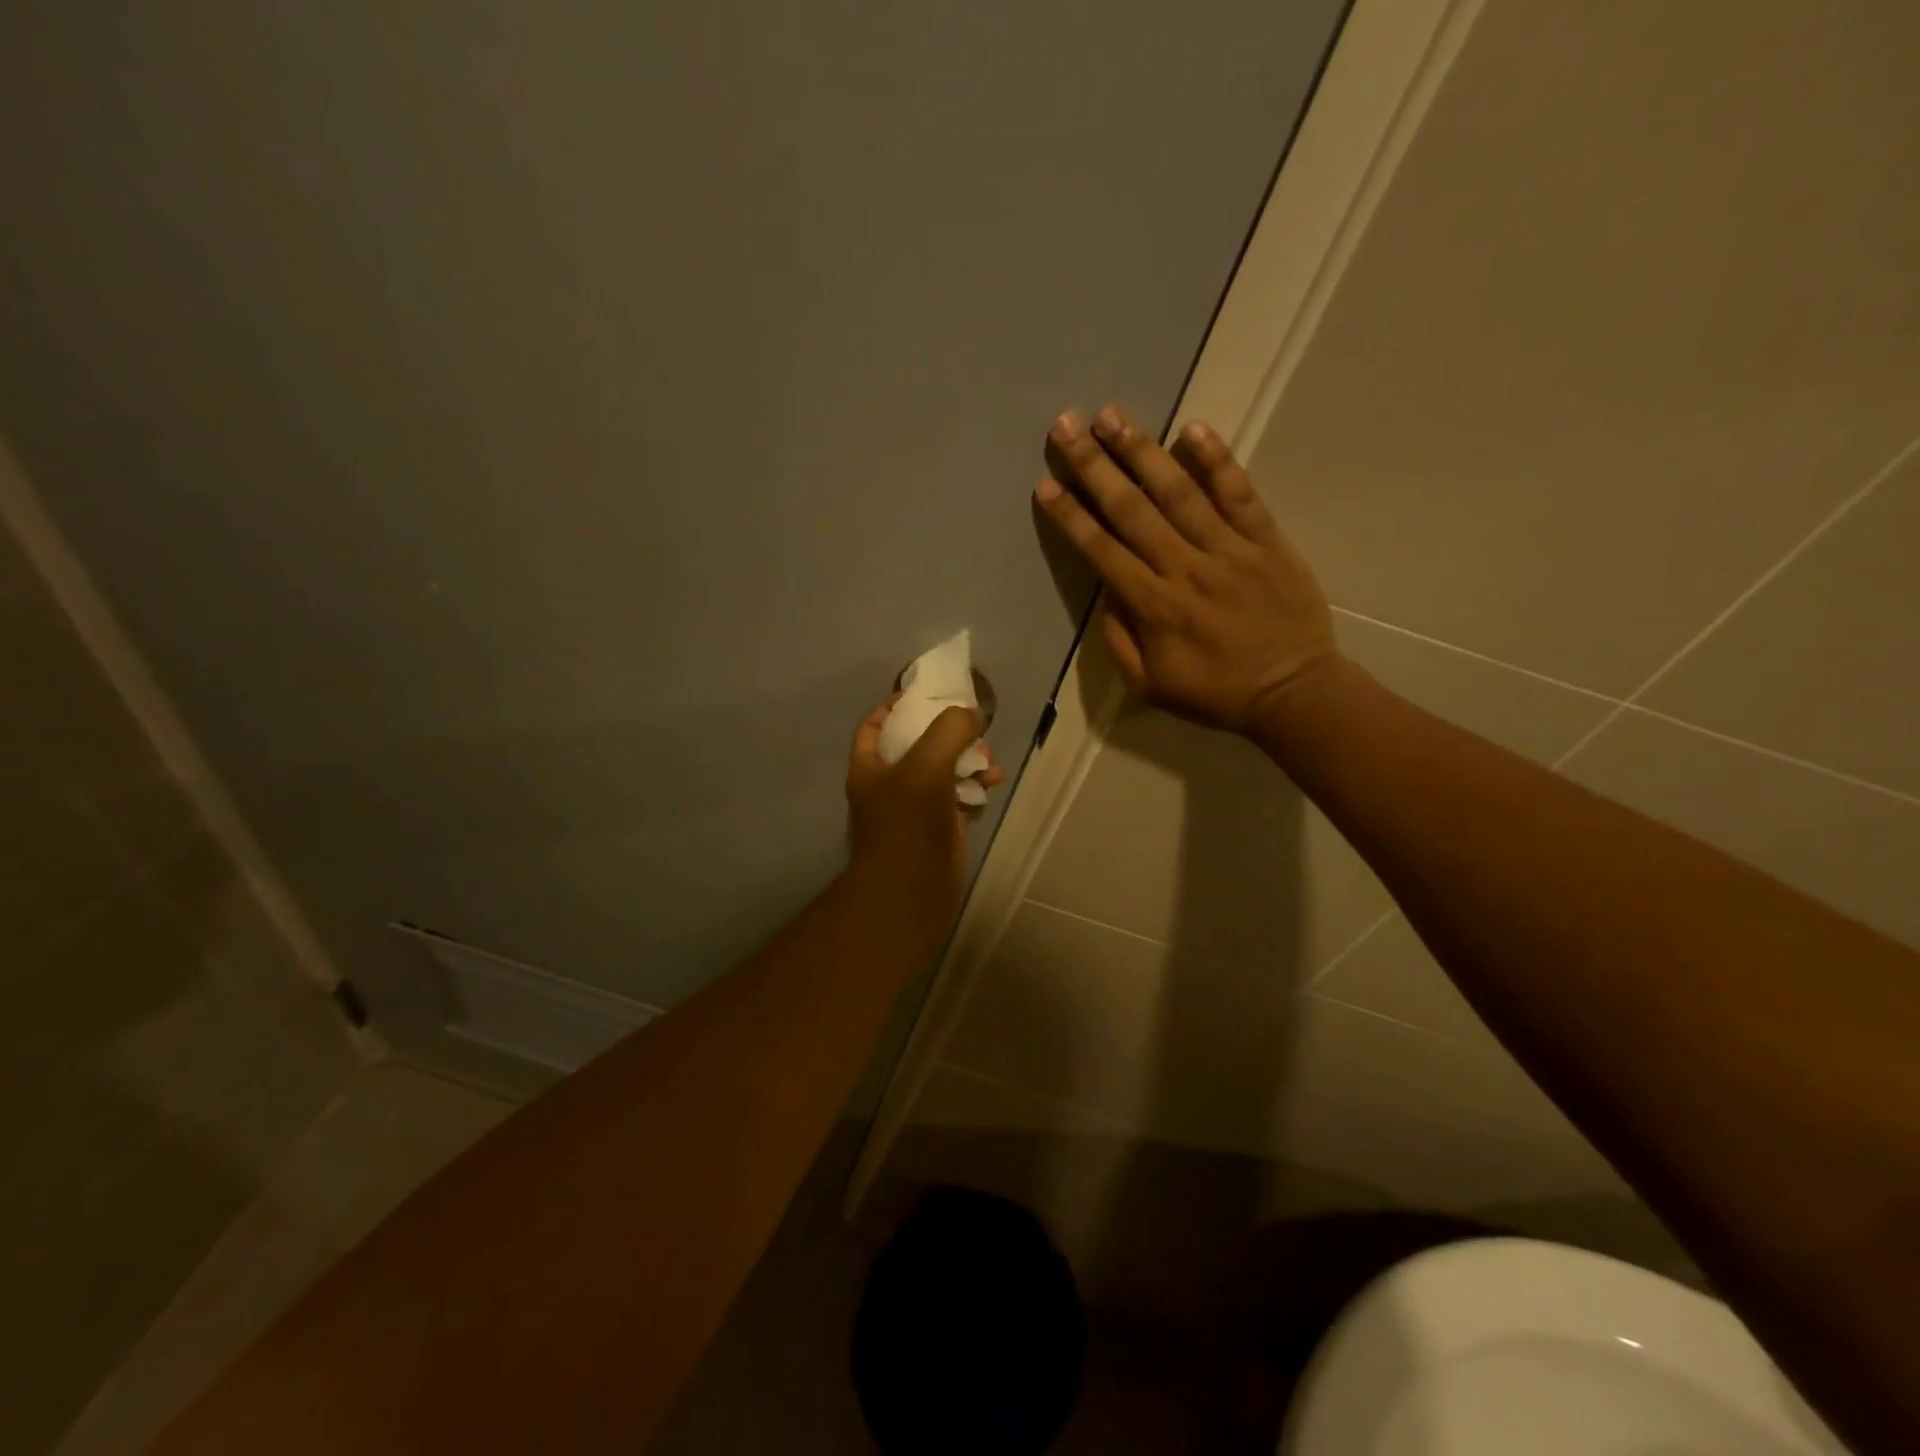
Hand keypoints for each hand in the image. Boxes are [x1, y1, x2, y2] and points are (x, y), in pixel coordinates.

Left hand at [846, 698, 1001, 913]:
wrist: (910, 893)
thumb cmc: (908, 824)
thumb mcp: (926, 764)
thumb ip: (950, 730)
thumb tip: (973, 715)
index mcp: (870, 766)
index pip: (876, 724)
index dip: (896, 705)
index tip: (926, 694)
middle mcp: (889, 784)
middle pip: (916, 744)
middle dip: (946, 732)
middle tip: (972, 727)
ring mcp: (914, 809)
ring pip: (942, 771)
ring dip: (967, 759)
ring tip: (990, 759)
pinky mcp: (939, 829)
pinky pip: (958, 798)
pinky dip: (975, 787)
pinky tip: (992, 784)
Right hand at [1034, 405, 1341, 733]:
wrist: (1293, 693)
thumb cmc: (1215, 693)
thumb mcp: (1149, 687)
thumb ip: (1119, 640)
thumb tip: (1105, 593)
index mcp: (1153, 606)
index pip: (1102, 551)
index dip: (1071, 517)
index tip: (1046, 484)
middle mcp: (1185, 568)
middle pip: (1132, 510)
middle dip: (1094, 467)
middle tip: (1066, 426)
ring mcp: (1229, 550)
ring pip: (1179, 493)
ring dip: (1142, 451)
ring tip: (1112, 415)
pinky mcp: (1267, 541)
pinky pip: (1240, 495)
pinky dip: (1218, 462)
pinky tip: (1193, 429)